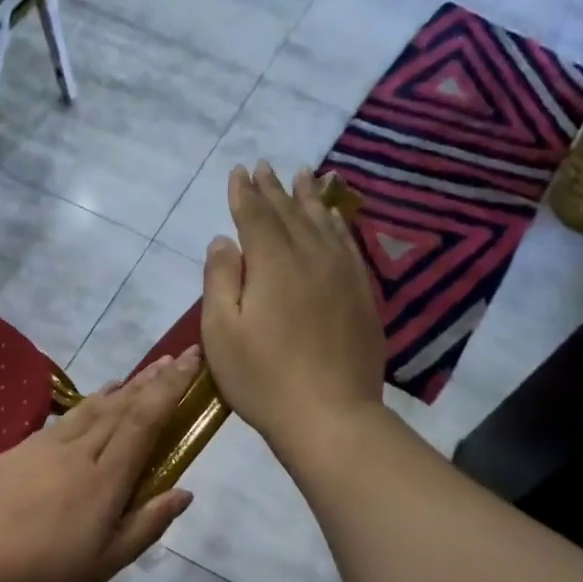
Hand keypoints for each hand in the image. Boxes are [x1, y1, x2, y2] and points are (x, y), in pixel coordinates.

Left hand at [0, 348, 201, 581]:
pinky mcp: (12, 453)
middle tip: (173, 359)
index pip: (144, 421)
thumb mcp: (104, 564)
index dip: (170, 388)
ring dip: (117, 390)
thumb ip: (146, 525)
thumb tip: (183, 492)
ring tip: (135, 378)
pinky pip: (60, 422)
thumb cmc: (41, 576)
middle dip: (150, 381)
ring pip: (88, 410)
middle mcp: (76, 452)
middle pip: (119, 407)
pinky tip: (86, 409)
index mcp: (104, 479)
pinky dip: (83, 407)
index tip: (191, 359)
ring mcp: (40, 448)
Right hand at [201, 161, 384, 458]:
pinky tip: (335, 219)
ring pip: (324, 223)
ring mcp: (343, 275)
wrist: (329, 415)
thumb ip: (220, 280)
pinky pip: (349, 245)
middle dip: (274, 189)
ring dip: (310, 198)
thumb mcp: (221, 333)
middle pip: (290, 213)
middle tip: (265, 166)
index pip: (256, 216)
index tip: (238, 172)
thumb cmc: (262, 379)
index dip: (244, 193)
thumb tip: (224, 240)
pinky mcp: (362, 296)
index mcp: (273, 264)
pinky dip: (338, 225)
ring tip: (304, 175)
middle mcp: (311, 257)